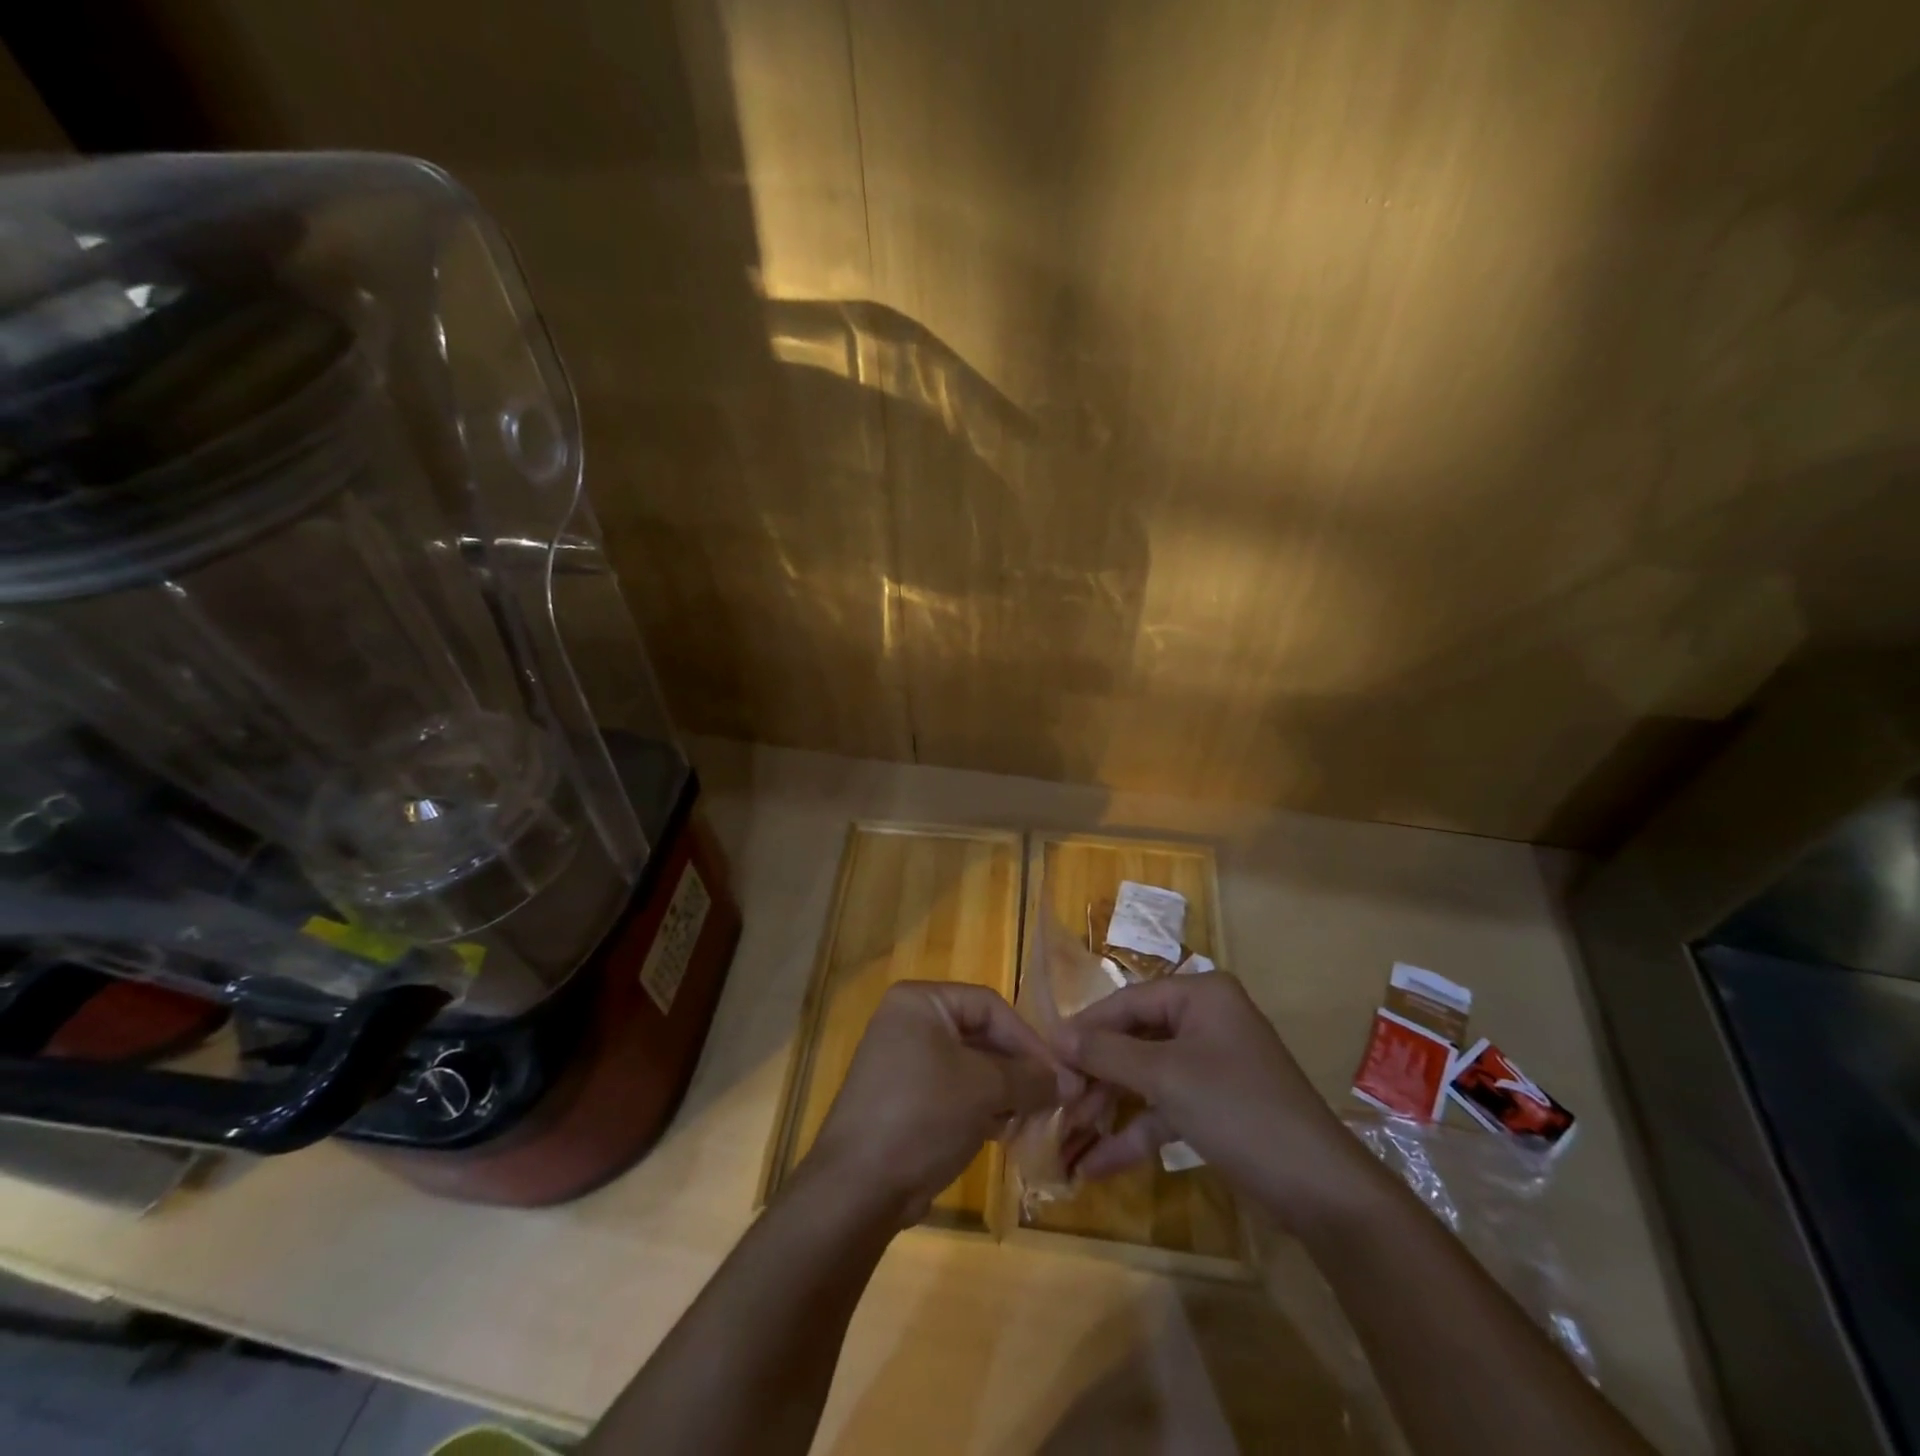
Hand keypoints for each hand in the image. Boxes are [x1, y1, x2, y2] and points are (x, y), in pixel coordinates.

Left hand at [804, 982, 1077, 1228]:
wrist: (858, 1187)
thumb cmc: (923, 1114)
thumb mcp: (983, 1089)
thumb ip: (1029, 1078)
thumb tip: (1070, 1081)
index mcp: (920, 1002)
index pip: (988, 1006)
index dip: (1027, 1038)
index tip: (1059, 1073)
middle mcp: (909, 1023)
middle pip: (980, 1035)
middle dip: (1018, 1069)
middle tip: (1053, 1098)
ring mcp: (904, 1063)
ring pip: (970, 1067)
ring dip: (1004, 1091)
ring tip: (1034, 1119)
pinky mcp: (905, 1101)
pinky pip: (954, 1092)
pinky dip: (982, 1108)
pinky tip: (1006, 1132)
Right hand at [1053, 973, 1386, 1234]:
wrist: (1320, 1190)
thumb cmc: (1239, 1109)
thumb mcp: (1166, 1077)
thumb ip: (1107, 1053)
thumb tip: (1056, 1036)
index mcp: (1200, 995)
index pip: (1126, 1002)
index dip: (1085, 1029)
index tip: (1045, 1056)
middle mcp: (1204, 1021)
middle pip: (1133, 1040)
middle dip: (1095, 1075)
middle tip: (1058, 1101)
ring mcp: (1209, 1065)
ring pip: (1144, 1077)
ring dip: (1108, 1106)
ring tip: (1068, 1135)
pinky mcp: (1213, 1106)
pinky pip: (1163, 1109)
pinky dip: (1134, 1133)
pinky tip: (1096, 1164)